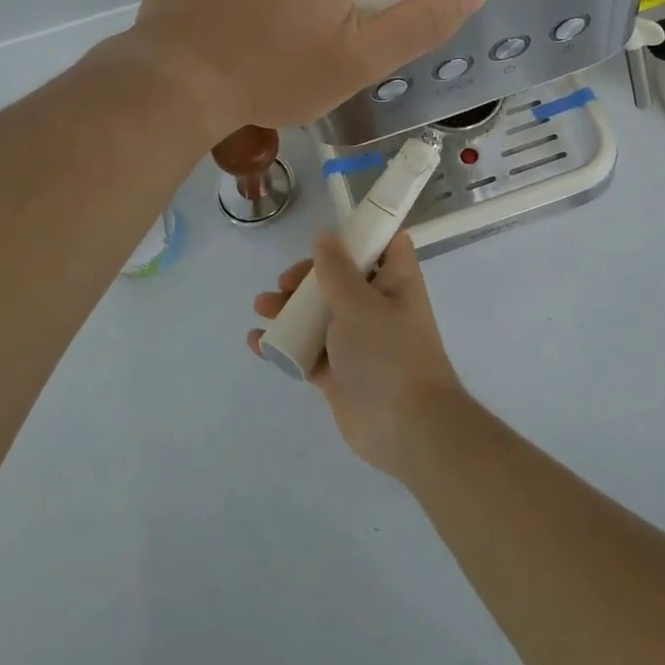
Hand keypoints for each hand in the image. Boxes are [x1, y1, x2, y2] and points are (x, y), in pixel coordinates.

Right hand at [248, 231, 465, 478]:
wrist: (406, 429)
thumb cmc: (388, 354)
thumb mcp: (360, 303)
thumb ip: (337, 270)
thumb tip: (326, 236)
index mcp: (395, 282)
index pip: (385, 245)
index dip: (359, 235)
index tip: (327, 238)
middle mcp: (379, 306)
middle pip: (341, 278)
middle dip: (309, 277)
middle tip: (285, 284)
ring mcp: (358, 341)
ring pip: (320, 314)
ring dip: (290, 308)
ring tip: (262, 308)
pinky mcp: (340, 373)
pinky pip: (308, 350)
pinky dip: (284, 344)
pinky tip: (257, 343)